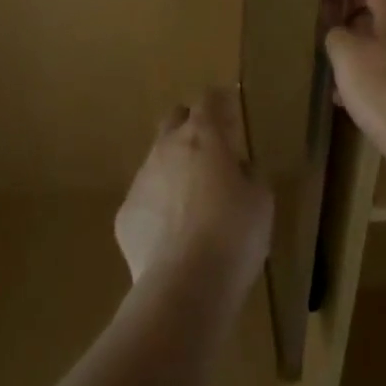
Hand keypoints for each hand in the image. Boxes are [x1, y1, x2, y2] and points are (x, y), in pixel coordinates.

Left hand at [115, 87, 271, 305]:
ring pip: (157, 160)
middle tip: (211, 148)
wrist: (184, 286)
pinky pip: (145, 199)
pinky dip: (159, 207)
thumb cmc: (233, 235)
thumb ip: (249, 174)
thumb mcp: (261, 201)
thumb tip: (239, 168)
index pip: (209, 100)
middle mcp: (166, 149)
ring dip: (174, 169)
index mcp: (203, 137)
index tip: (231, 109)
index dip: (220, 100)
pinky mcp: (124, 215)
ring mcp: (141, 181)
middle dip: (191, 125)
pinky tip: (174, 235)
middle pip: (174, 119)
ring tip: (194, 201)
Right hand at [325, 0, 385, 193]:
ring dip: (365, 63)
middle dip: (355, 33)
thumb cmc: (384, 90)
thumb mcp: (346, 56)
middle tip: (332, 52)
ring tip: (340, 85)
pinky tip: (360, 109)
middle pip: (384, 20)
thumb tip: (339, 33)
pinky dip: (378, 86)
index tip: (331, 13)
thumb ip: (337, 36)